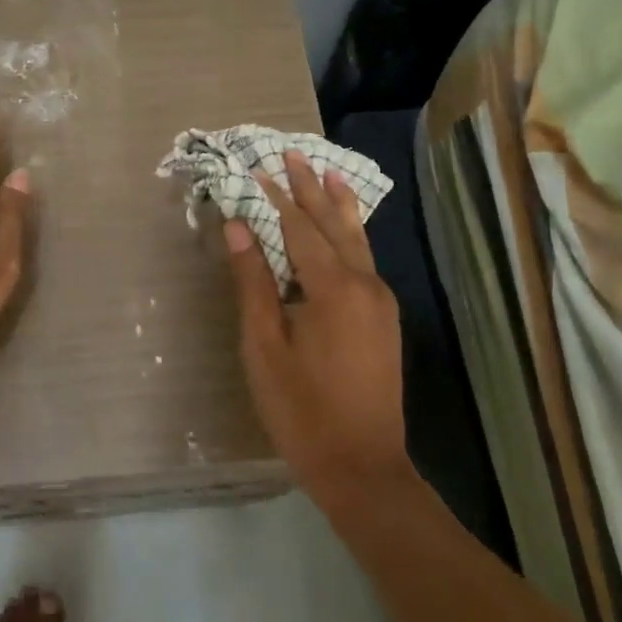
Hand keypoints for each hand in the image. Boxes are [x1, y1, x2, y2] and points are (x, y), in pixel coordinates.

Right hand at [225, 151, 410, 511]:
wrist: (363, 467)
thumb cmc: (302, 409)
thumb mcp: (264, 346)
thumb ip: (253, 282)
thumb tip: (237, 227)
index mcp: (332, 288)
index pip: (298, 227)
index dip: (276, 197)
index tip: (258, 167)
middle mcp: (364, 284)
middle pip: (333, 225)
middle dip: (311, 189)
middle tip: (294, 153)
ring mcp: (380, 301)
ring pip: (356, 240)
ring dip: (338, 205)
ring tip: (329, 172)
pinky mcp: (384, 318)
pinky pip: (364, 260)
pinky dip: (349, 235)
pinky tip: (344, 227)